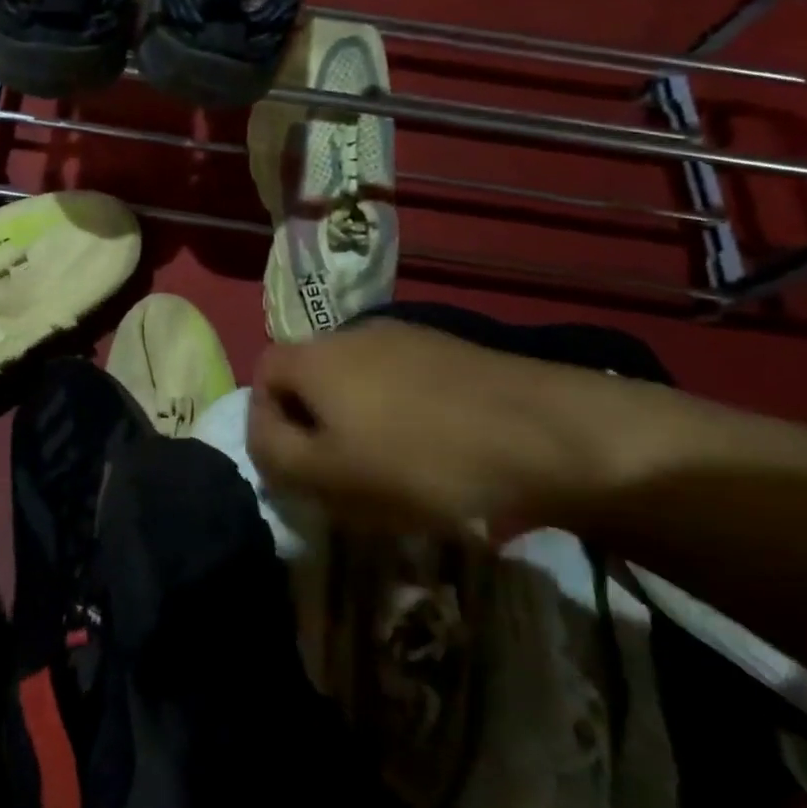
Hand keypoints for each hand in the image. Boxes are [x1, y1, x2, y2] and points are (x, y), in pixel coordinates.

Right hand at [247, 320, 636, 534]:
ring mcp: (405, 334)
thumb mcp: (329, 475)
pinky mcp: (449, 348)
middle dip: (314, 424)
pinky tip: (434, 447)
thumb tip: (261, 437)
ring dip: (359, 419)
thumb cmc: (420, 460)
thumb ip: (275, 455)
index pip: (262, 375)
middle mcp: (351, 332)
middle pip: (311, 377)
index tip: (293, 466)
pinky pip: (402, 381)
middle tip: (339, 474)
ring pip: (358, 380)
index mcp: (314, 356)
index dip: (265, 420)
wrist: (544, 433)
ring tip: (390, 466)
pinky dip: (401, 412)